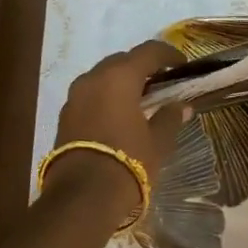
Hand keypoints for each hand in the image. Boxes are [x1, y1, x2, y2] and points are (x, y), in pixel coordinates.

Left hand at [48, 41, 187, 216]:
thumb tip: (182, 106)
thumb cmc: (128, 163)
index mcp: (120, 77)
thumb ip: (170, 118)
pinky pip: (90, 94)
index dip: (168, 54)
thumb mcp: (157, 142)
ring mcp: (75, 95)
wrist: (83, 195)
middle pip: (121, 60)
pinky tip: (118, 114)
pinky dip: (106, 97)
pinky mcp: (65, 114)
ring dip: (121, 82)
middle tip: (161, 82)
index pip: (148, 51)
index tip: (182, 65)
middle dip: (142, 67)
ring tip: (139, 99)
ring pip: (102, 76)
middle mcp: (93, 78)